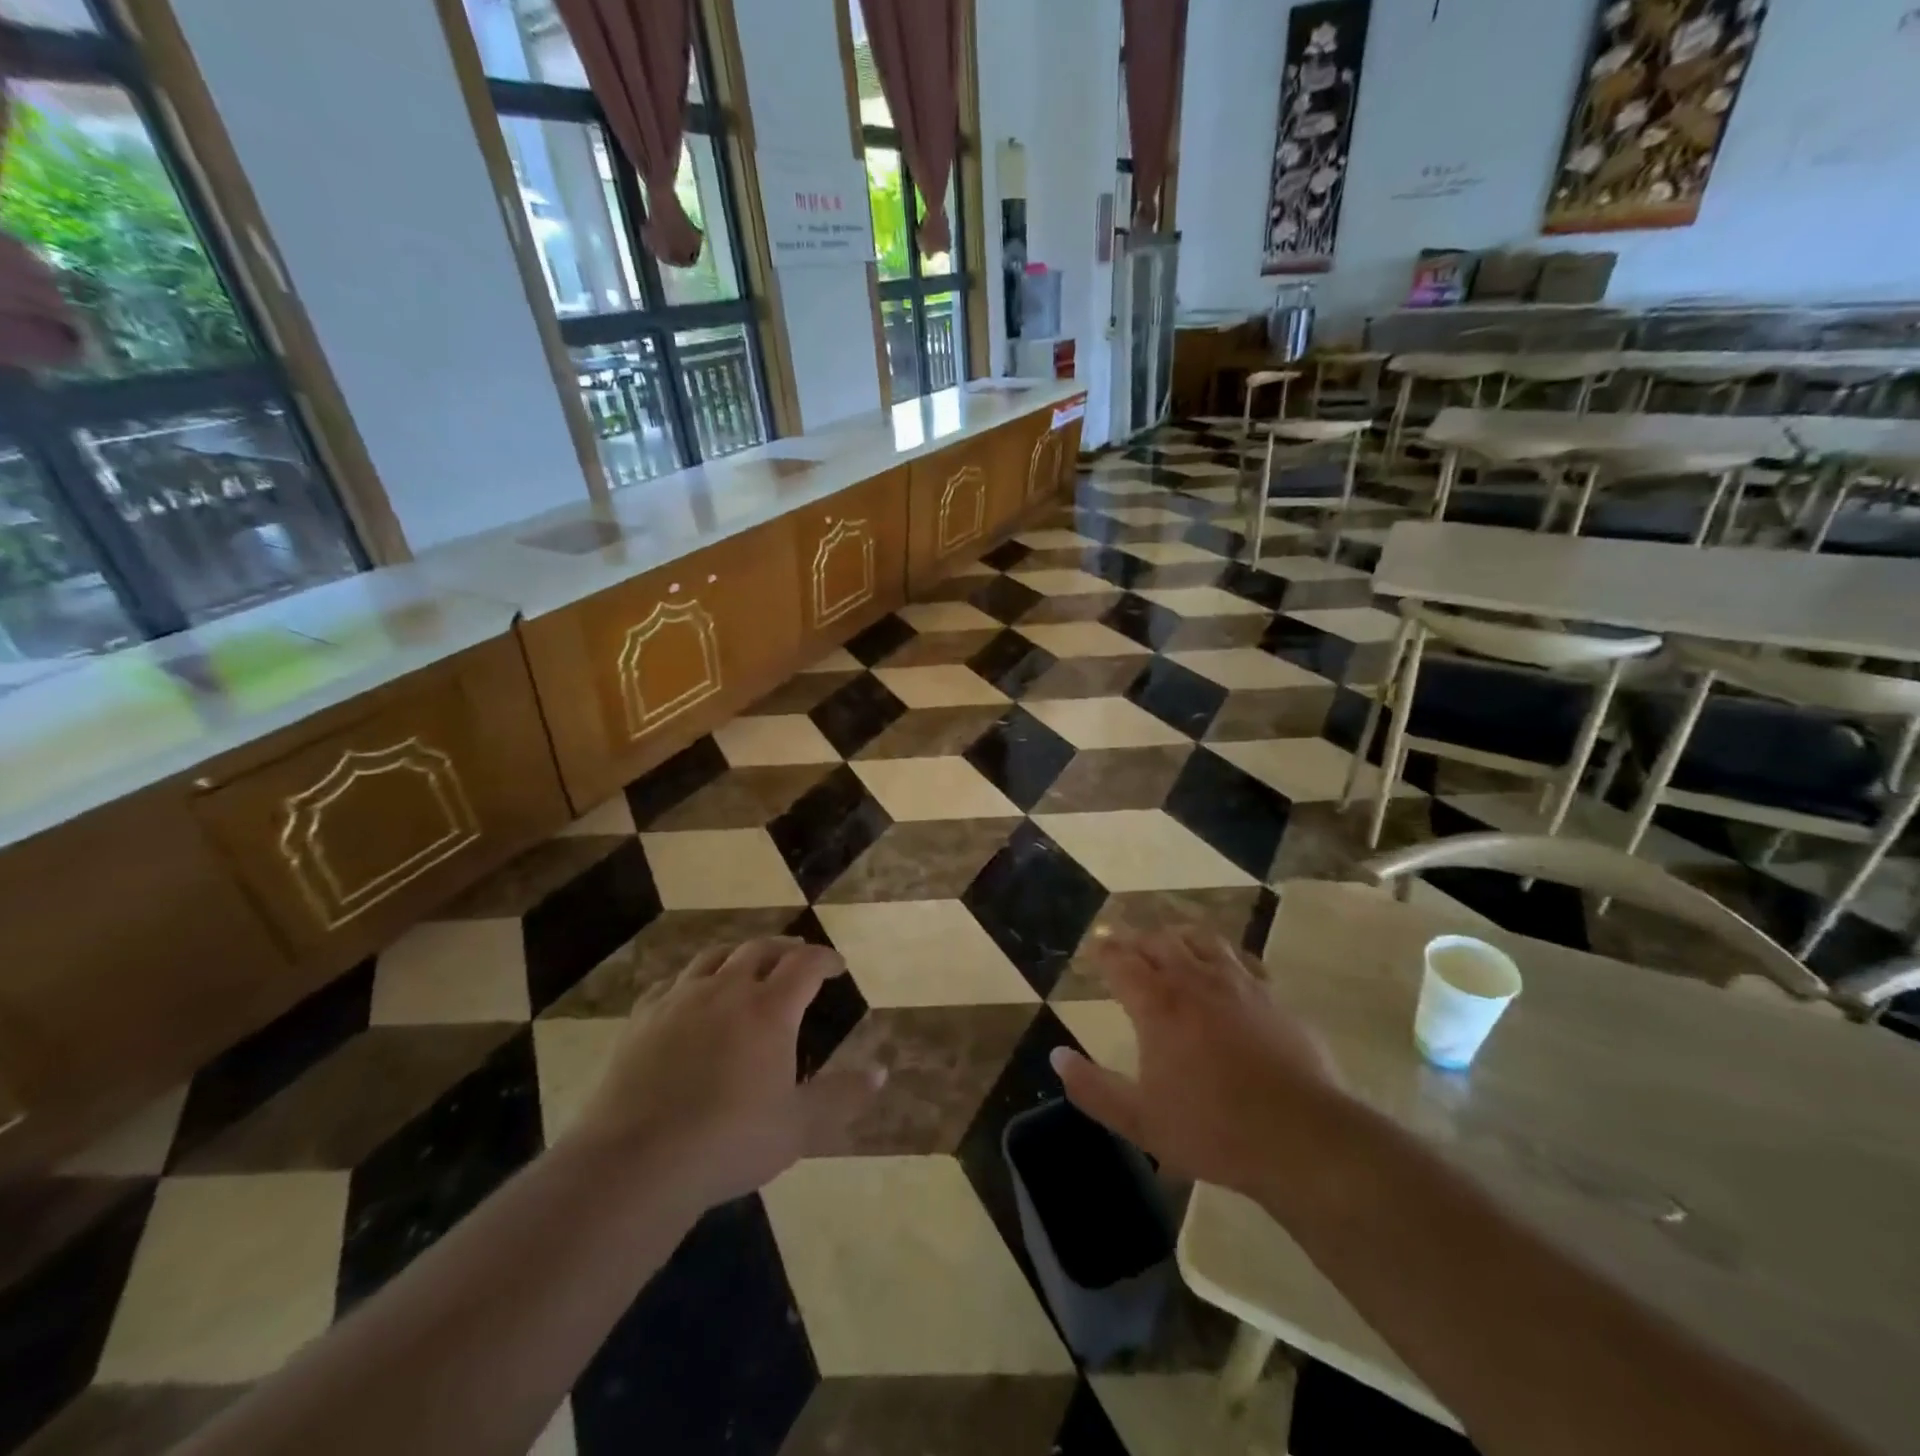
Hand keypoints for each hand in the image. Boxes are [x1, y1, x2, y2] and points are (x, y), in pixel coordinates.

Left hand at [568, 938, 883, 1207]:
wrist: (638, 1161)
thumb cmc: (730, 1141)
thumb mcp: (798, 1126)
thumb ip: (841, 1096)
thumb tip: (881, 1072)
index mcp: (770, 1009)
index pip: (805, 965)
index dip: (825, 959)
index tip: (837, 965)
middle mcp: (727, 990)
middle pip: (760, 949)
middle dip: (785, 948)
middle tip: (797, 956)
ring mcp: (680, 999)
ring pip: (715, 956)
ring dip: (739, 954)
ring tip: (747, 963)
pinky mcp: (643, 1017)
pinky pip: (672, 982)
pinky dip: (692, 979)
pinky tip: (690, 994)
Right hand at [1050, 929, 1343, 1196]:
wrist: (1302, 1137)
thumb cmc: (1213, 1130)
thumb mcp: (1140, 1120)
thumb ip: (1094, 1088)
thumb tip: (1057, 1057)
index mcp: (1158, 1005)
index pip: (1122, 962)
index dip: (1105, 951)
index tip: (1095, 946)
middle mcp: (1195, 982)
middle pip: (1160, 942)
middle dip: (1138, 939)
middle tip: (1127, 946)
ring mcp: (1238, 985)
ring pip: (1202, 940)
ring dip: (1179, 937)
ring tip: (1171, 943)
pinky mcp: (1272, 997)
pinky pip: (1241, 960)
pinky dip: (1223, 956)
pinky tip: (1225, 969)